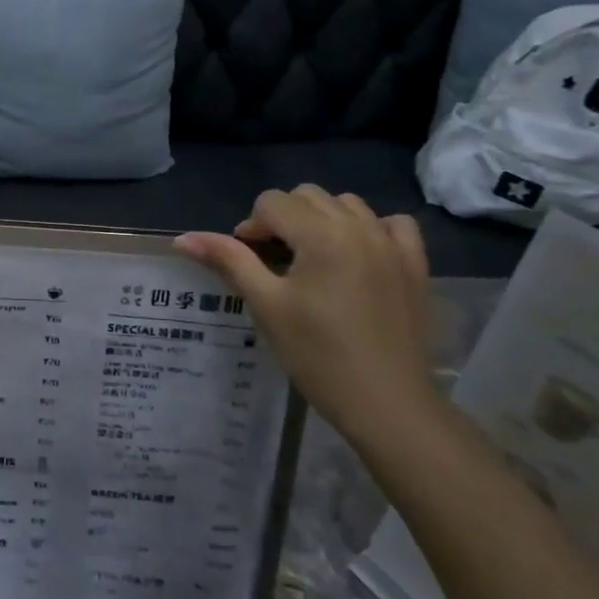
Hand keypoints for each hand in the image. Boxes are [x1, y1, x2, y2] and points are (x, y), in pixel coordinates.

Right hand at [175, 187, 435, 436]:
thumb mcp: (266, 305)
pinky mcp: (415, 264)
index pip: (272, 202)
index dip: (251, 227)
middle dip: (283, 218)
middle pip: (307, 196)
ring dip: (322, 220)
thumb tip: (183, 238)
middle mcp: (358, 226)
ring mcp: (392, 243)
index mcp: (320, 234)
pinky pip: (392, 224)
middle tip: (275, 261)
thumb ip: (228, 261)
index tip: (249, 262)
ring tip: (313, 259)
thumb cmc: (317, 355)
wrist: (386, 402)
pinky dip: (370, 228)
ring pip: (347, 204)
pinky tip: (359, 255)